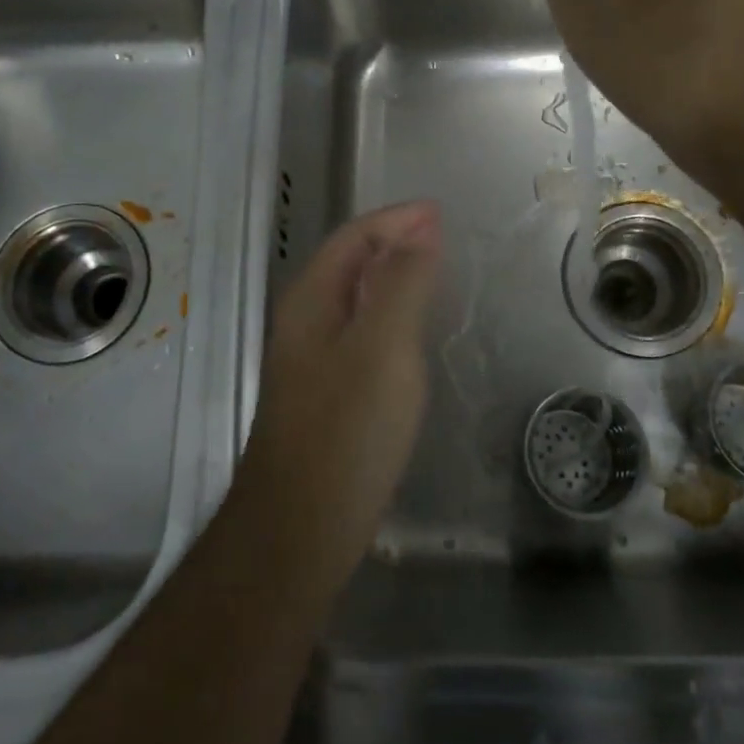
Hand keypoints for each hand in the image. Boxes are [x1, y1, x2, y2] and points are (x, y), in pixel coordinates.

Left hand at [235, 203, 442, 585]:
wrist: (300, 529)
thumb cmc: (346, 432)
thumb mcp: (383, 348)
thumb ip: (402, 284)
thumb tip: (420, 232)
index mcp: (311, 300)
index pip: (353, 237)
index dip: (397, 219)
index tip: (441, 213)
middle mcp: (305, 322)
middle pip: (350, 261)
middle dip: (394, 241)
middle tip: (443, 238)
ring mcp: (312, 360)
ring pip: (356, 298)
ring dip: (393, 276)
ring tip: (435, 271)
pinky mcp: (327, 394)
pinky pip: (361, 332)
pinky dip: (390, 314)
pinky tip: (412, 332)